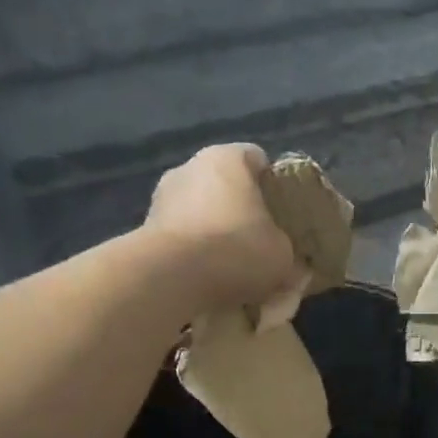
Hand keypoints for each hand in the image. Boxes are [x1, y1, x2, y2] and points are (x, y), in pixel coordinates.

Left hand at [144, 144, 301, 310]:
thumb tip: (292, 265)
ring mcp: (162, 196)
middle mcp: (190, 167)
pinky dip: (194, 251)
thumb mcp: (283, 255)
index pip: (258, 159)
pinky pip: (181, 235)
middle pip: (226, 186)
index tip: (285, 212)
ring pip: (201, 210)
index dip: (274, 185)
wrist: (171, 278)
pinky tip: (208, 277)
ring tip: (233, 266)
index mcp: (227, 158)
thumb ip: (288, 251)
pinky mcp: (144, 228)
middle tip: (261, 241)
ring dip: (215, 231)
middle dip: (242, 211)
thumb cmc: (237, 249)